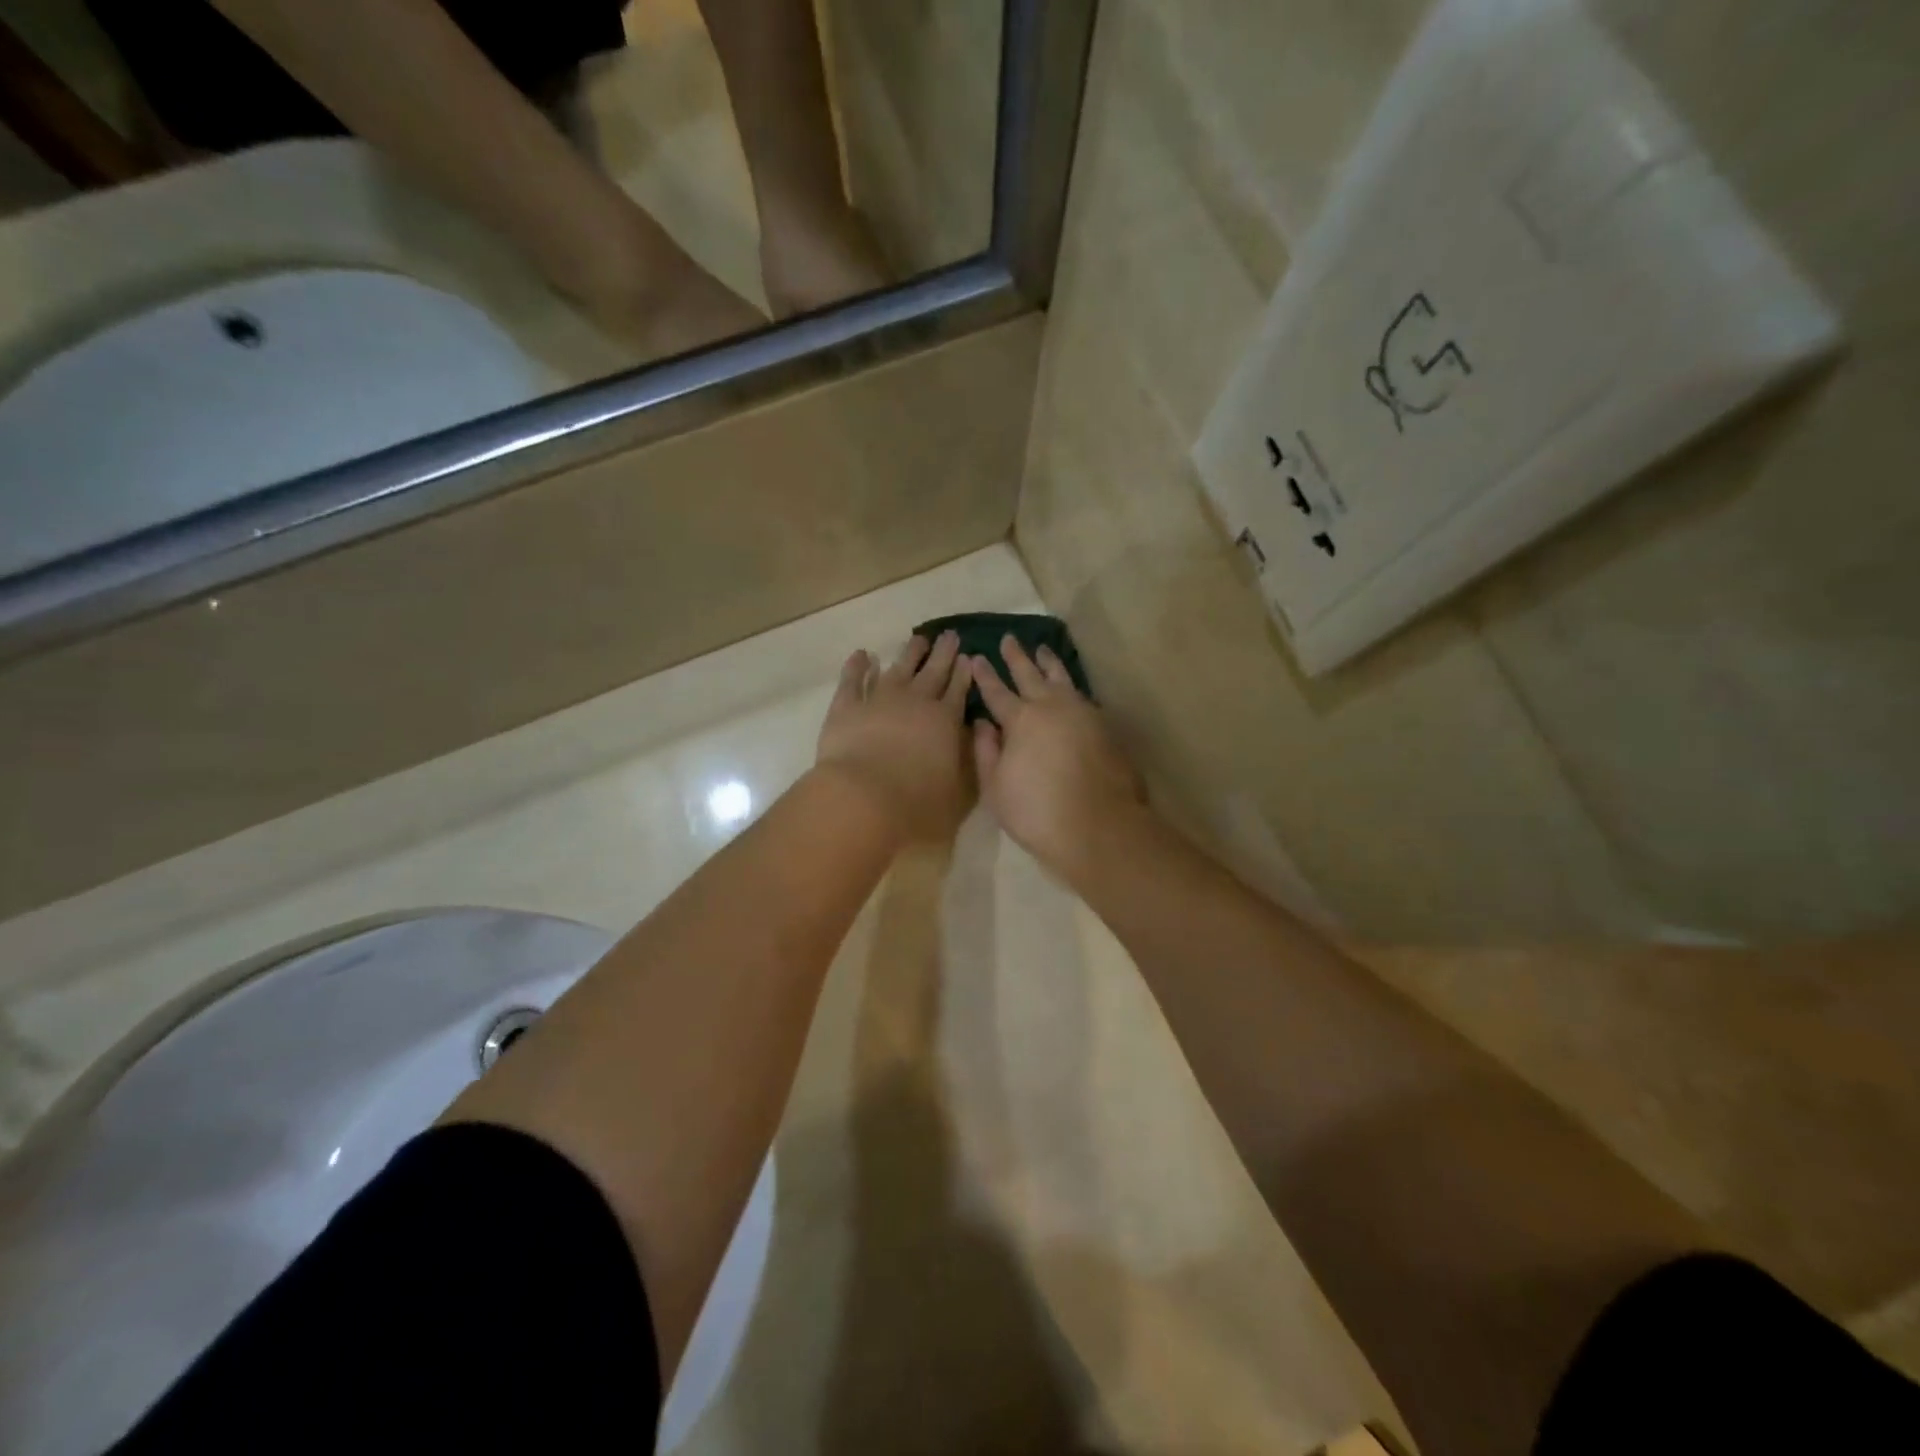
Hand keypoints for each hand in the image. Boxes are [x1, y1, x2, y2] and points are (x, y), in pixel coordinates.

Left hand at [815, 631, 973, 840]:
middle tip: (949, 634)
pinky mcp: (846, 707)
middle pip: (933, 671)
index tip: (968, 656)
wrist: (863, 798)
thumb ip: (967, 763)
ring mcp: (879, 700)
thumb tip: (971, 739)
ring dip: (909, 653)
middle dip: (943, 653)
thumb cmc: (917, 803)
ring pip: (898, 668)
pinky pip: (852, 680)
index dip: (964, 673)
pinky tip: (862, 655)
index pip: (958, 690)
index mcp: (945, 721)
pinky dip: (857, 666)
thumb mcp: (959, 791)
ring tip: (918, 639)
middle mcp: (915, 702)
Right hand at [971, 636, 1147, 882]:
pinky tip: (1069, 686)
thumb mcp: (996, 788)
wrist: (1098, 826)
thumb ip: (987, 751)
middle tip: (1009, 638)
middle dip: (1017, 656)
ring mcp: (1082, 713)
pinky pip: (1081, 695)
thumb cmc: (1036, 811)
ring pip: (1061, 678)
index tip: (975, 656)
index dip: (984, 674)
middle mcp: (1051, 707)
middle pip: (1030, 674)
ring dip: (1049, 662)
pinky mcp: (1104, 726)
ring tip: (1042, 648)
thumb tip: (982, 723)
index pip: (996, 691)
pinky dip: (1070, 684)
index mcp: (1021, 720)